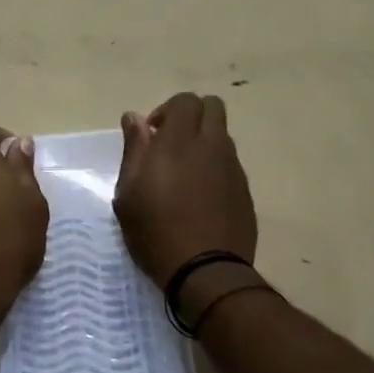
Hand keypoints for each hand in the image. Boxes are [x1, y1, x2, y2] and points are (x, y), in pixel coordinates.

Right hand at [114, 93, 256, 285]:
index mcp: (179, 142)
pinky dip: (215, 166)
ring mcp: (233, 168)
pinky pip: (230, 164)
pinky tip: (200, 197)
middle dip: (192, 116)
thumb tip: (134, 118)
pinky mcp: (245, 190)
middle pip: (213, 107)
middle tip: (171, 143)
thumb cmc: (155, 232)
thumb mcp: (128, 193)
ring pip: (223, 135)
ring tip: (184, 174)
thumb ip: (134, 149)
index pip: (186, 100)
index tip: (153, 135)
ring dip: (204, 141)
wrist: (205, 271)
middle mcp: (212, 146)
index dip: (168, 110)